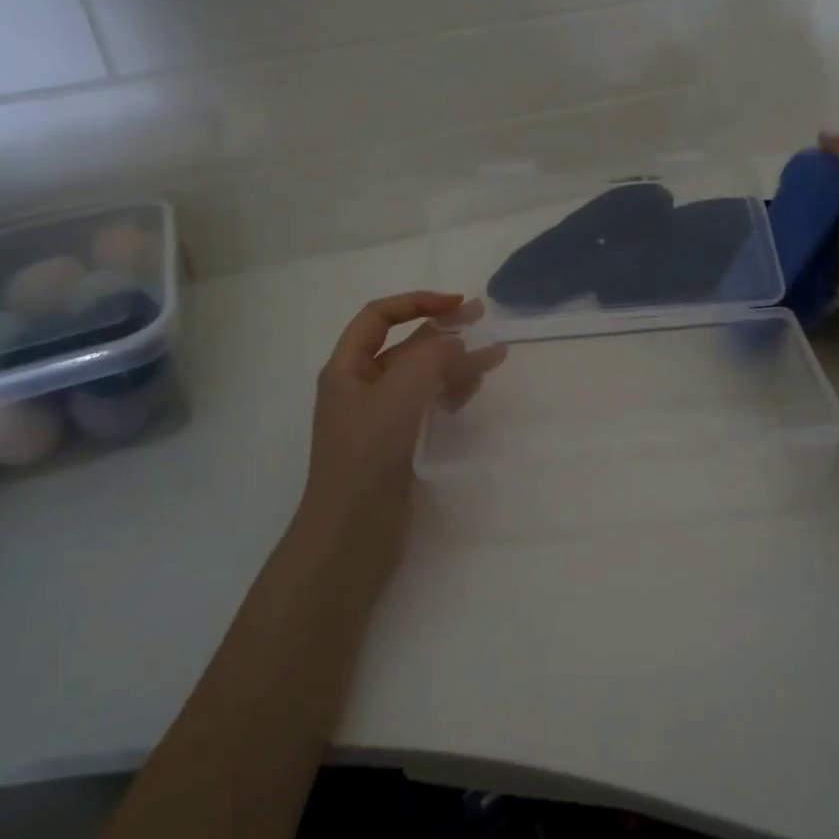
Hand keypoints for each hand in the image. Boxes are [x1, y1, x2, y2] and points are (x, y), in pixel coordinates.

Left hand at [299, 292, 505, 559]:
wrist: (351, 536)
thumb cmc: (368, 457)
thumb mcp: (399, 395)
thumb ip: (431, 358)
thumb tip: (458, 342)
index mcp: (346, 369)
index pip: (379, 317)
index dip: (417, 302)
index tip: (457, 304)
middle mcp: (361, 388)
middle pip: (404, 346)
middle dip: (443, 331)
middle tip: (484, 321)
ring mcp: (380, 418)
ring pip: (420, 376)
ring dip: (453, 363)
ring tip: (492, 359)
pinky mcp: (397, 444)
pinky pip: (426, 405)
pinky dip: (449, 392)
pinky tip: (471, 390)